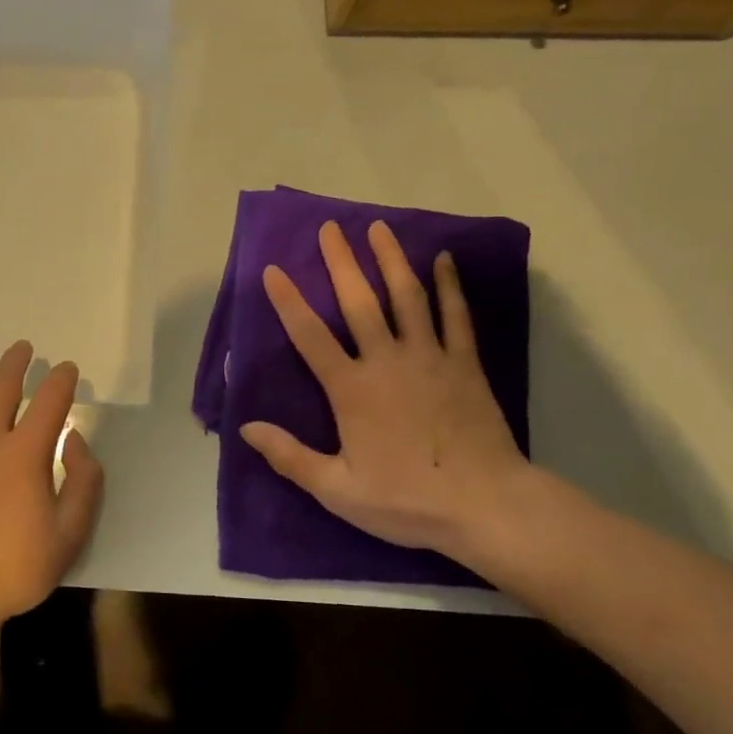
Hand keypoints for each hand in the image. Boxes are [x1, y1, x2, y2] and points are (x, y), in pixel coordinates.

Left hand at [0, 327, 104, 626]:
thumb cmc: (10, 570)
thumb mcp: (68, 536)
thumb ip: (83, 483)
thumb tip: (76, 439)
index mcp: (25, 454)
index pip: (50, 400)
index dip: (63, 379)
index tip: (69, 370)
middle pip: (4, 383)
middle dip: (19, 360)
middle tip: (26, 347)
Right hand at [240, 220, 528, 553]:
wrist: (486, 506)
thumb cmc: (407, 499)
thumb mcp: (338, 489)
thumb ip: (290, 456)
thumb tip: (246, 427)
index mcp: (351, 388)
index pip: (310, 336)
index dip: (288, 301)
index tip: (273, 270)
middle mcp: (387, 360)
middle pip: (359, 302)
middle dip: (341, 262)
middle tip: (330, 228)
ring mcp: (429, 357)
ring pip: (407, 297)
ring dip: (391, 260)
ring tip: (378, 228)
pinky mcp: (465, 364)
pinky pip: (456, 316)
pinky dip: (450, 286)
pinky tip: (444, 261)